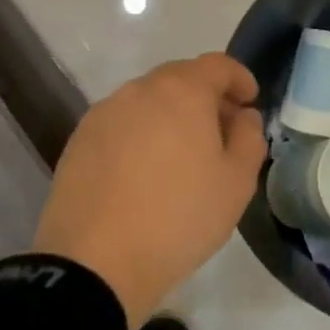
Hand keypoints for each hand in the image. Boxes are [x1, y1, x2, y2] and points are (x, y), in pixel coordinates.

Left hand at [32, 54, 265, 329]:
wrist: (94, 264)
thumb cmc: (178, 218)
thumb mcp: (236, 183)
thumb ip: (250, 138)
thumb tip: (243, 116)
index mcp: (182, 90)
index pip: (218, 65)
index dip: (239, 78)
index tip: (250, 101)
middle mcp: (141, 89)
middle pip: (181, 78)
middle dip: (206, 97)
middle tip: (221, 131)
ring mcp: (105, 112)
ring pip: (148, 101)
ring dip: (171, 115)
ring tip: (181, 155)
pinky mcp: (80, 139)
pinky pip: (122, 124)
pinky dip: (140, 134)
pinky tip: (144, 171)